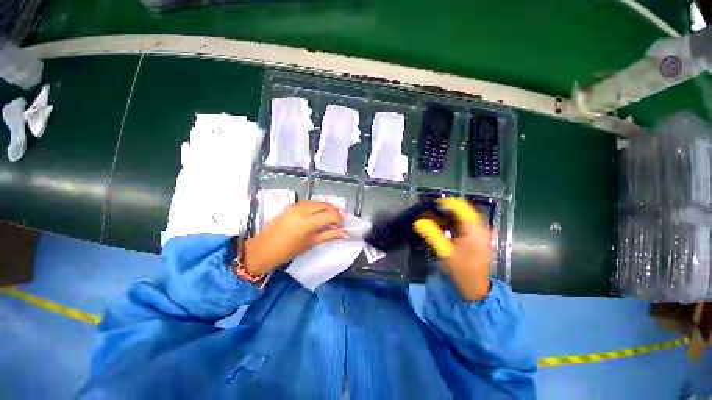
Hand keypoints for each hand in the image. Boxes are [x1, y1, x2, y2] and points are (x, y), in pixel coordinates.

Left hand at [243, 201, 346, 275]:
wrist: (264, 248)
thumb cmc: (288, 250)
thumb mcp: (311, 243)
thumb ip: (329, 235)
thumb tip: (344, 233)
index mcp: (308, 221)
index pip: (332, 214)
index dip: (339, 220)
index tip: (340, 227)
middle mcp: (303, 209)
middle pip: (327, 205)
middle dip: (334, 212)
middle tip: (335, 223)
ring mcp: (297, 205)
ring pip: (319, 202)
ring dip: (326, 209)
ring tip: (327, 220)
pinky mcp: (292, 205)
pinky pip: (310, 203)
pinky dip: (317, 208)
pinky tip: (316, 217)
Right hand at [413, 198, 490, 300]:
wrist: (475, 287)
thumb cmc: (462, 270)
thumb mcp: (445, 252)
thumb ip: (432, 234)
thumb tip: (418, 222)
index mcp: (474, 229)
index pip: (460, 207)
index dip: (445, 203)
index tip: (430, 206)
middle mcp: (479, 227)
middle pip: (461, 210)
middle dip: (444, 209)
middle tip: (428, 213)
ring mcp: (478, 231)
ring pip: (461, 216)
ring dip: (446, 216)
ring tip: (431, 218)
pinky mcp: (475, 236)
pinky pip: (462, 223)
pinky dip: (450, 222)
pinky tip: (440, 226)